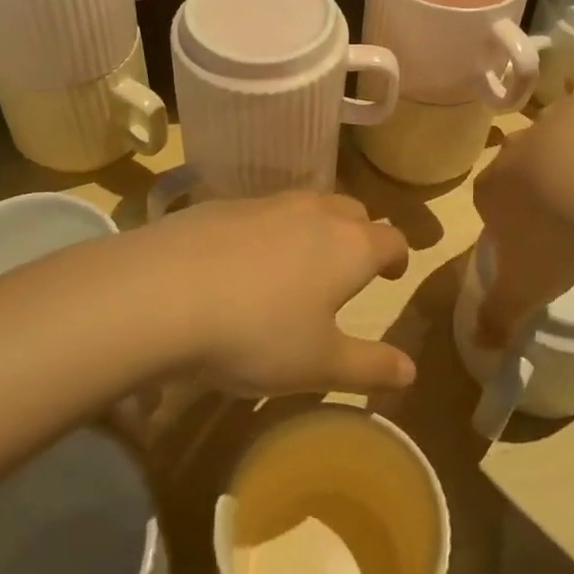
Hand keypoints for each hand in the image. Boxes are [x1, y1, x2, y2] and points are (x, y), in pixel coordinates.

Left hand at [141, 192, 414, 396]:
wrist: (163, 292)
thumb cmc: (257, 333)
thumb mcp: (319, 365)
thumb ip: (370, 367)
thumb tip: (411, 370)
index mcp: (350, 246)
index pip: (391, 239)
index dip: (398, 256)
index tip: (392, 274)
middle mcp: (315, 212)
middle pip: (353, 211)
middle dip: (360, 235)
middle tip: (350, 268)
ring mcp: (266, 203)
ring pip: (307, 206)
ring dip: (315, 229)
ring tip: (300, 263)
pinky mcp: (222, 204)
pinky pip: (262, 212)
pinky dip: (269, 231)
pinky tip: (244, 262)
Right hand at [472, 72, 573, 348]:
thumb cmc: (552, 243)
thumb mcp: (523, 290)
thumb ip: (498, 316)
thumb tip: (480, 348)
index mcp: (493, 191)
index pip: (488, 200)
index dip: (507, 218)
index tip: (530, 239)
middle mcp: (516, 152)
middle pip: (517, 164)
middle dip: (534, 182)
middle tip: (563, 210)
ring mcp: (553, 122)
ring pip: (550, 129)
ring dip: (563, 145)